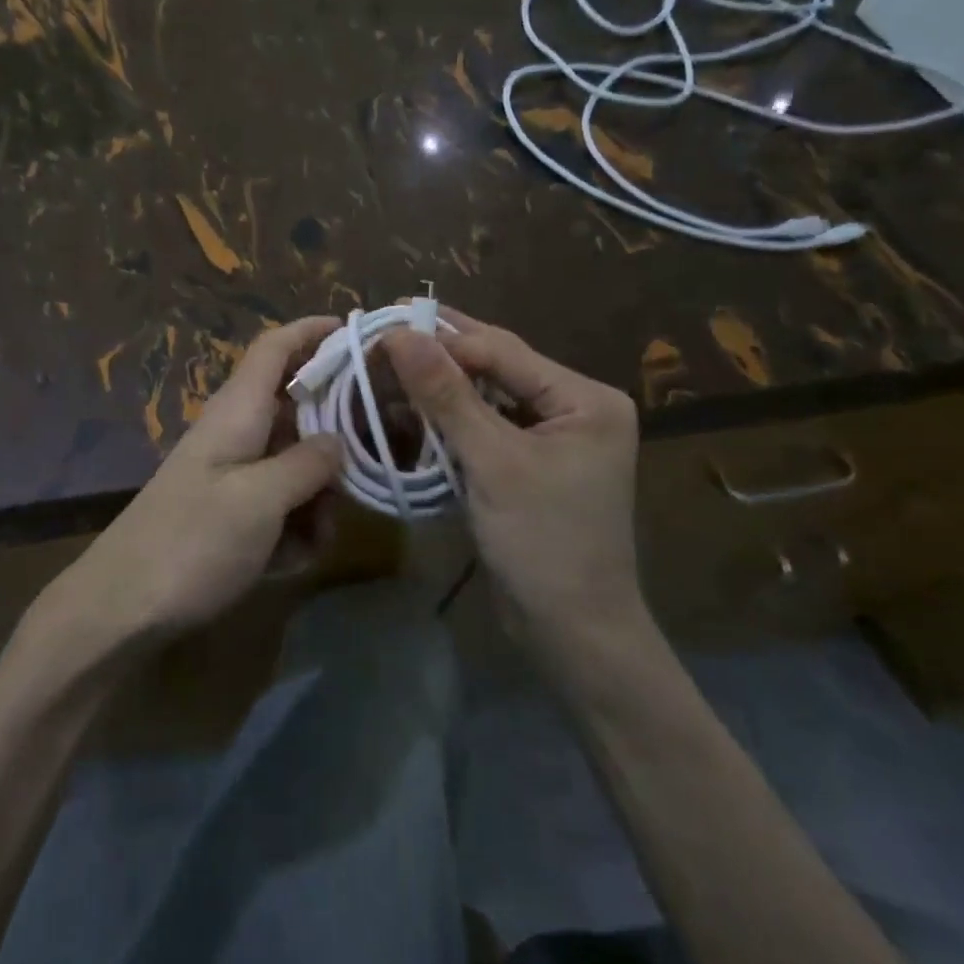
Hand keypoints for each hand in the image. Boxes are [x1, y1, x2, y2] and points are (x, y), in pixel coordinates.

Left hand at [42, 317, 343, 659]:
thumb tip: (339, 442)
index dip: (313, 331)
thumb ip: (307, 464)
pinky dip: (293, 528)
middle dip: (334, 442)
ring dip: (316, 498)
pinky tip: (290, 562)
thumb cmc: (192, 542)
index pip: (275, 348)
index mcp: (237, 412)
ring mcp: (232, 475)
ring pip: (296, 464)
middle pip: (297, 411)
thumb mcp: (259, 500)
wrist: (122, 609)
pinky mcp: (230, 514)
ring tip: (315, 538)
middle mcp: (236, 433)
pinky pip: (279, 505)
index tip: (357, 330)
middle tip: (368, 469)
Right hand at [383, 310, 643, 656]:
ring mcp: (550, 437)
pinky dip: (445, 423)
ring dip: (436, 389)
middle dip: (438, 357)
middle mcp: (572, 407)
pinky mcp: (527, 464)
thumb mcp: (493, 463)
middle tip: (379, 338)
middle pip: (494, 368)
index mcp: (584, 398)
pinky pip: (481, 428)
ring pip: (483, 397)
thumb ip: (446, 395)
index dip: (441, 338)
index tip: (383, 329)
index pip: (502, 351)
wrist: (572, 634)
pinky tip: (406, 411)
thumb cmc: (543, 543)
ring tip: (384, 369)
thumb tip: (399, 335)